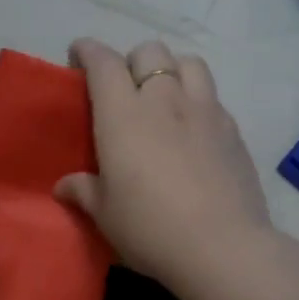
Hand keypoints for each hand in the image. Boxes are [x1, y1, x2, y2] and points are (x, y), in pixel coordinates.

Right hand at [55, 38, 273, 289]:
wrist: (221, 248)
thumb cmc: (149, 228)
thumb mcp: (105, 214)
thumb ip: (84, 191)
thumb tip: (65, 185)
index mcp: (123, 115)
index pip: (104, 63)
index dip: (88, 51)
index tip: (79, 54)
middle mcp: (164, 100)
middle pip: (150, 51)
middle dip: (131, 59)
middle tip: (123, 86)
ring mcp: (205, 111)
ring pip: (189, 62)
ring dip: (171, 69)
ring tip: (164, 95)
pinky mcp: (232, 130)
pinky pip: (212, 96)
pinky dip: (197, 99)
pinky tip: (192, 128)